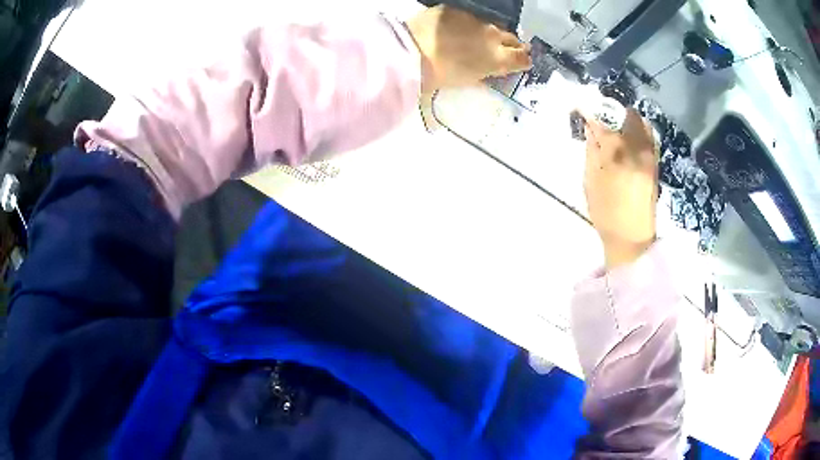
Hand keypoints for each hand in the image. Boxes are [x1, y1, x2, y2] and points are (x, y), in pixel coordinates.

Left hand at [406, 6, 531, 94]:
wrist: (411, 51)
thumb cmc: (439, 76)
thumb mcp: (468, 80)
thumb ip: (484, 72)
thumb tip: (490, 69)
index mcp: (497, 59)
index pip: (522, 59)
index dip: (523, 61)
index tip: (523, 62)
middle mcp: (492, 36)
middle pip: (511, 38)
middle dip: (512, 44)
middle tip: (508, 48)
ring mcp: (476, 20)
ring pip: (491, 25)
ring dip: (490, 32)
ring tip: (483, 37)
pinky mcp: (456, 10)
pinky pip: (469, 16)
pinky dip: (468, 23)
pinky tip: (459, 27)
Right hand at [583, 108, 658, 268]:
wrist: (633, 237)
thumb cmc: (607, 211)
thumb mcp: (591, 180)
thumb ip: (591, 149)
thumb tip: (590, 126)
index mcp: (618, 153)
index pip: (603, 120)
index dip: (591, 109)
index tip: (581, 105)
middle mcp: (638, 148)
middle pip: (628, 114)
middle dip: (613, 110)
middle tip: (601, 116)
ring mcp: (651, 155)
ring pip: (641, 123)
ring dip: (627, 119)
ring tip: (615, 127)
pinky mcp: (656, 163)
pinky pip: (648, 136)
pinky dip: (638, 130)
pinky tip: (628, 140)